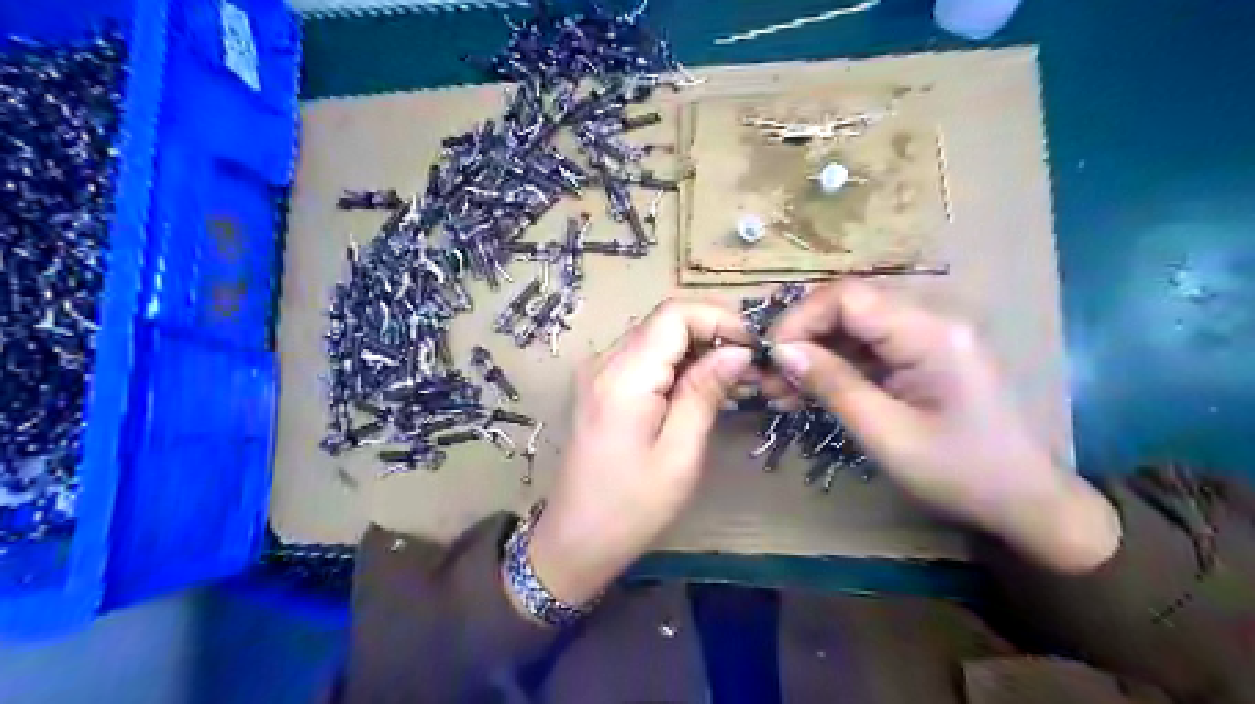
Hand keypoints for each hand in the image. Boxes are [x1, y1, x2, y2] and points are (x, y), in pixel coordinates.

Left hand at [522, 298, 747, 602]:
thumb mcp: (679, 455)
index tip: (754, 346)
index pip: (673, 314)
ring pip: (657, 337)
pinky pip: (645, 359)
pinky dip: (678, 365)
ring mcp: (599, 373)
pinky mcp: (601, 387)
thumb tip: (738, 351)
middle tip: (752, 367)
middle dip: (713, 333)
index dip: (718, 318)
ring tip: (735, 381)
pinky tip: (703, 389)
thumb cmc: (630, 508)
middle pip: (665, 322)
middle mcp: (604, 362)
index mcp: (623, 377)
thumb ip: (705, 394)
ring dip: (698, 350)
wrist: (575, 540)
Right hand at [765, 280, 1118, 572]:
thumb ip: (833, 385)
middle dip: (803, 338)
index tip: (771, 357)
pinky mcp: (925, 353)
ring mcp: (930, 335)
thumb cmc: (961, 473)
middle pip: (848, 306)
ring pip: (854, 327)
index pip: (849, 296)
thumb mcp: (887, 435)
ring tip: (781, 392)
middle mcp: (933, 319)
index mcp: (931, 333)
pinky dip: (836, 366)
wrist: (1027, 501)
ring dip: (814, 354)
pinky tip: (809, 392)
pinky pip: (869, 347)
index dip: (801, 319)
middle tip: (769, 379)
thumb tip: (781, 351)